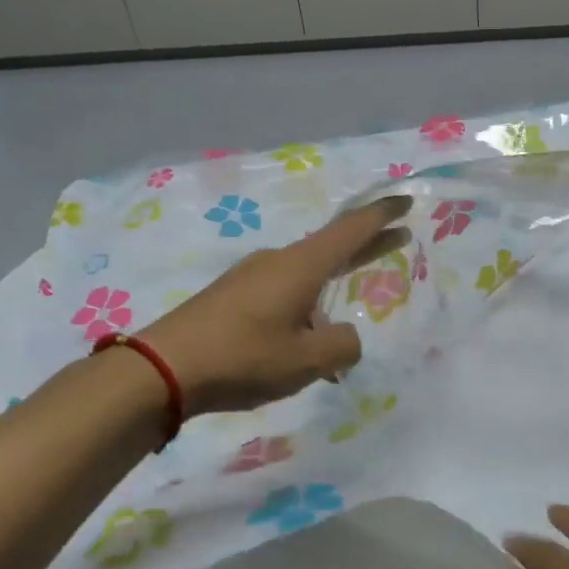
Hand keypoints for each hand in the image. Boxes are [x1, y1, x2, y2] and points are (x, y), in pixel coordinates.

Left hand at [138, 196, 409, 416]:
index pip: (351, 230)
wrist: (163, 368)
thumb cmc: (243, 357)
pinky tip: (298, 347)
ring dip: (328, 295)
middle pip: (331, 247)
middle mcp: (277, 260)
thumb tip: (345, 337)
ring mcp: (250, 275)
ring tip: (335, 342)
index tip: (406, 199)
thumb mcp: (307, 360)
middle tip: (398, 239)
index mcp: (300, 266)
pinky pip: (281, 294)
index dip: (381, 215)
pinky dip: (302, 309)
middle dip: (365, 245)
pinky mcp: (231, 295)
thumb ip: (342, 346)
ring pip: (304, 278)